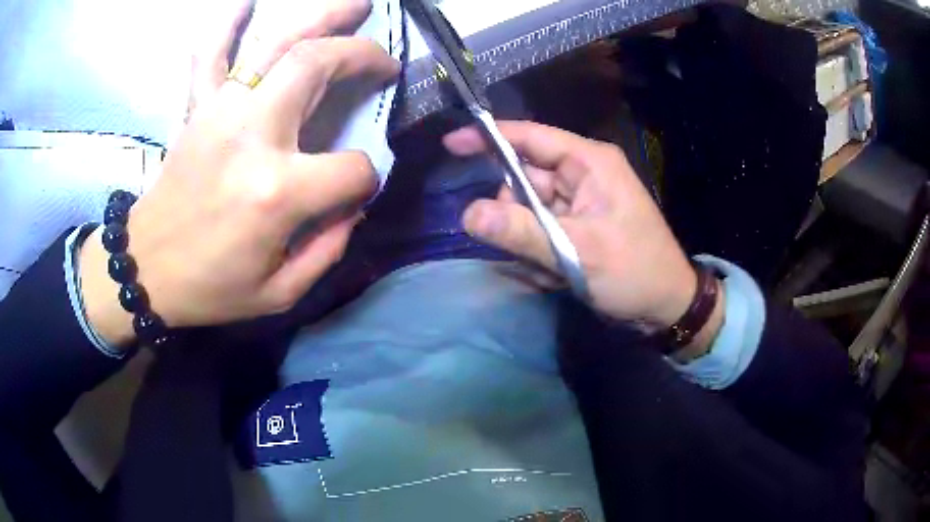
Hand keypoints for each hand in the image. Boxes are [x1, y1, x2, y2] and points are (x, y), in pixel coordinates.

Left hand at [80, 0, 398, 347]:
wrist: (145, 270)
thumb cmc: (211, 287)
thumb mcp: (280, 293)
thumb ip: (329, 248)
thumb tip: (353, 204)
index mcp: (277, 191)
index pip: (351, 168)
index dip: (365, 180)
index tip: (357, 189)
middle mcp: (252, 135)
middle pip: (318, 66)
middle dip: (361, 56)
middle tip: (383, 60)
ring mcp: (220, 112)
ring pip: (276, 44)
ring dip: (320, 16)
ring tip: (354, 5)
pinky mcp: (196, 109)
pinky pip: (212, 55)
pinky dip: (228, 25)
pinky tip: (247, 3)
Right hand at [444, 121, 701, 331]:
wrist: (667, 306)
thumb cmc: (634, 271)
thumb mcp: (578, 251)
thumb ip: (521, 232)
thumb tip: (468, 214)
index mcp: (589, 163)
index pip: (530, 138)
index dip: (489, 137)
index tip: (451, 144)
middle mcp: (582, 175)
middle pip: (524, 179)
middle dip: (515, 214)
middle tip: (523, 247)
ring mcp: (579, 202)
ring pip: (528, 209)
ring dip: (528, 240)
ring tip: (550, 268)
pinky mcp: (577, 225)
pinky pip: (541, 229)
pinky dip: (540, 251)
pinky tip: (557, 274)